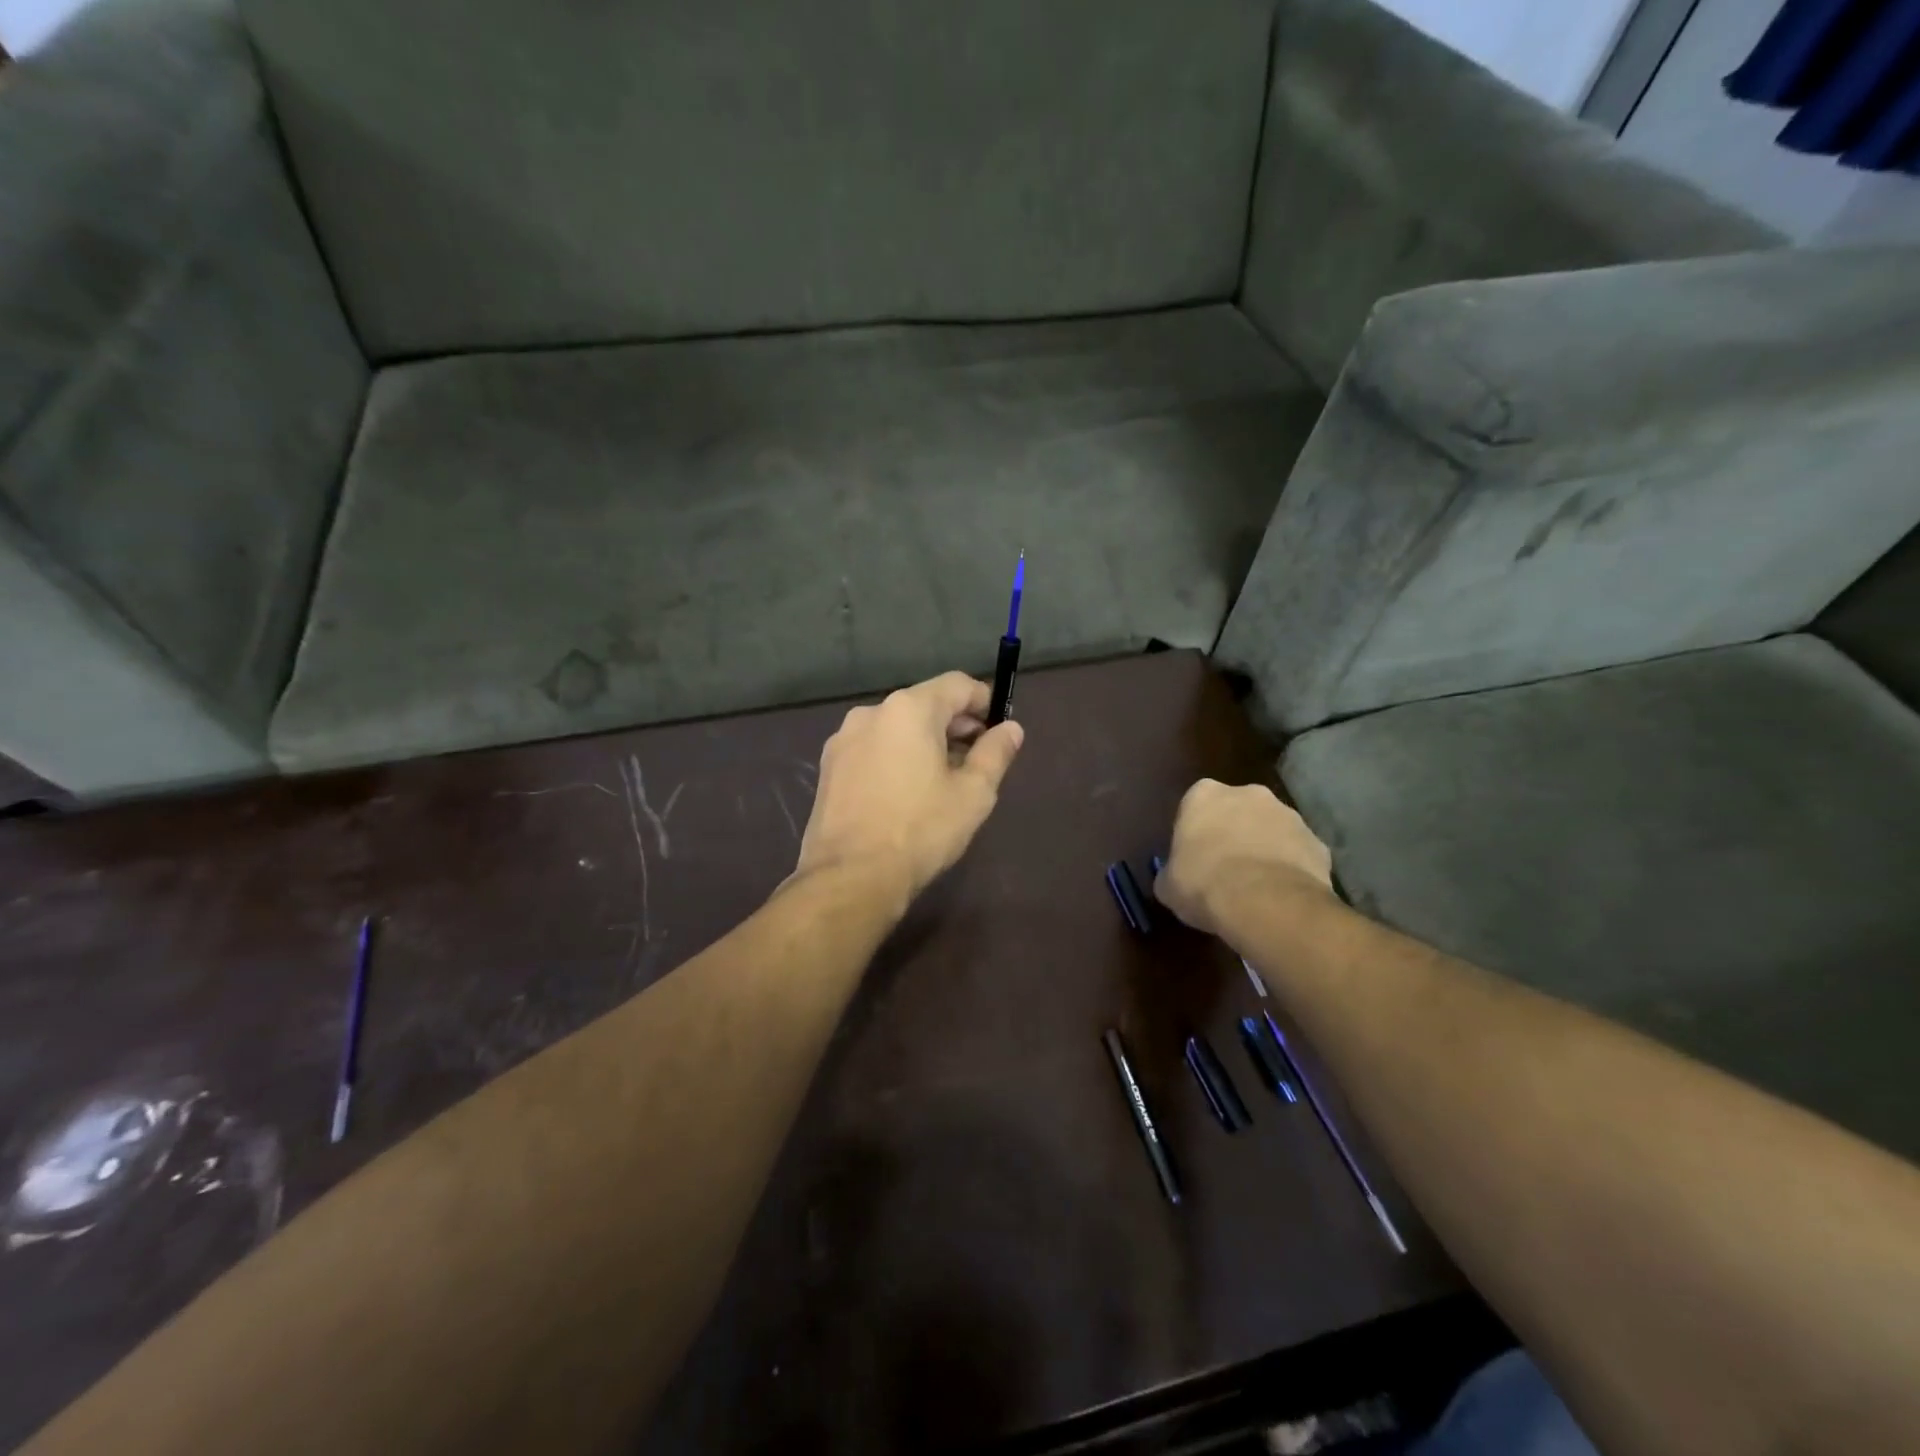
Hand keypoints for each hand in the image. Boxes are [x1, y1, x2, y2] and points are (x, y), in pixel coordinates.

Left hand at [795, 671, 1025, 907]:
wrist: (850, 877)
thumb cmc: (920, 831)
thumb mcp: (973, 794)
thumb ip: (995, 753)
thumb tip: (1011, 729)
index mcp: (909, 709)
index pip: (957, 684)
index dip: (984, 702)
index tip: (997, 732)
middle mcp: (872, 712)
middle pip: (925, 703)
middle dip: (954, 724)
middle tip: (975, 760)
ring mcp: (843, 739)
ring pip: (896, 727)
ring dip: (924, 742)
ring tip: (941, 781)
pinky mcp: (829, 766)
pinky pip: (873, 747)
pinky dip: (896, 757)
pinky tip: (905, 793)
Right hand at [1154, 780, 1333, 937]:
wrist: (1265, 903)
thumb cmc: (1204, 884)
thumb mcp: (1168, 885)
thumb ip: (1171, 873)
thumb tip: (1174, 879)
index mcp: (1204, 795)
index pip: (1195, 806)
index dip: (1195, 832)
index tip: (1194, 858)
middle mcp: (1248, 794)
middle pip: (1238, 811)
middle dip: (1234, 833)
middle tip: (1225, 870)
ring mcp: (1288, 815)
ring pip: (1272, 830)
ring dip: (1264, 849)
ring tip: (1256, 888)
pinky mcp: (1317, 842)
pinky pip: (1298, 854)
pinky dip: (1291, 869)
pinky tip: (1282, 896)